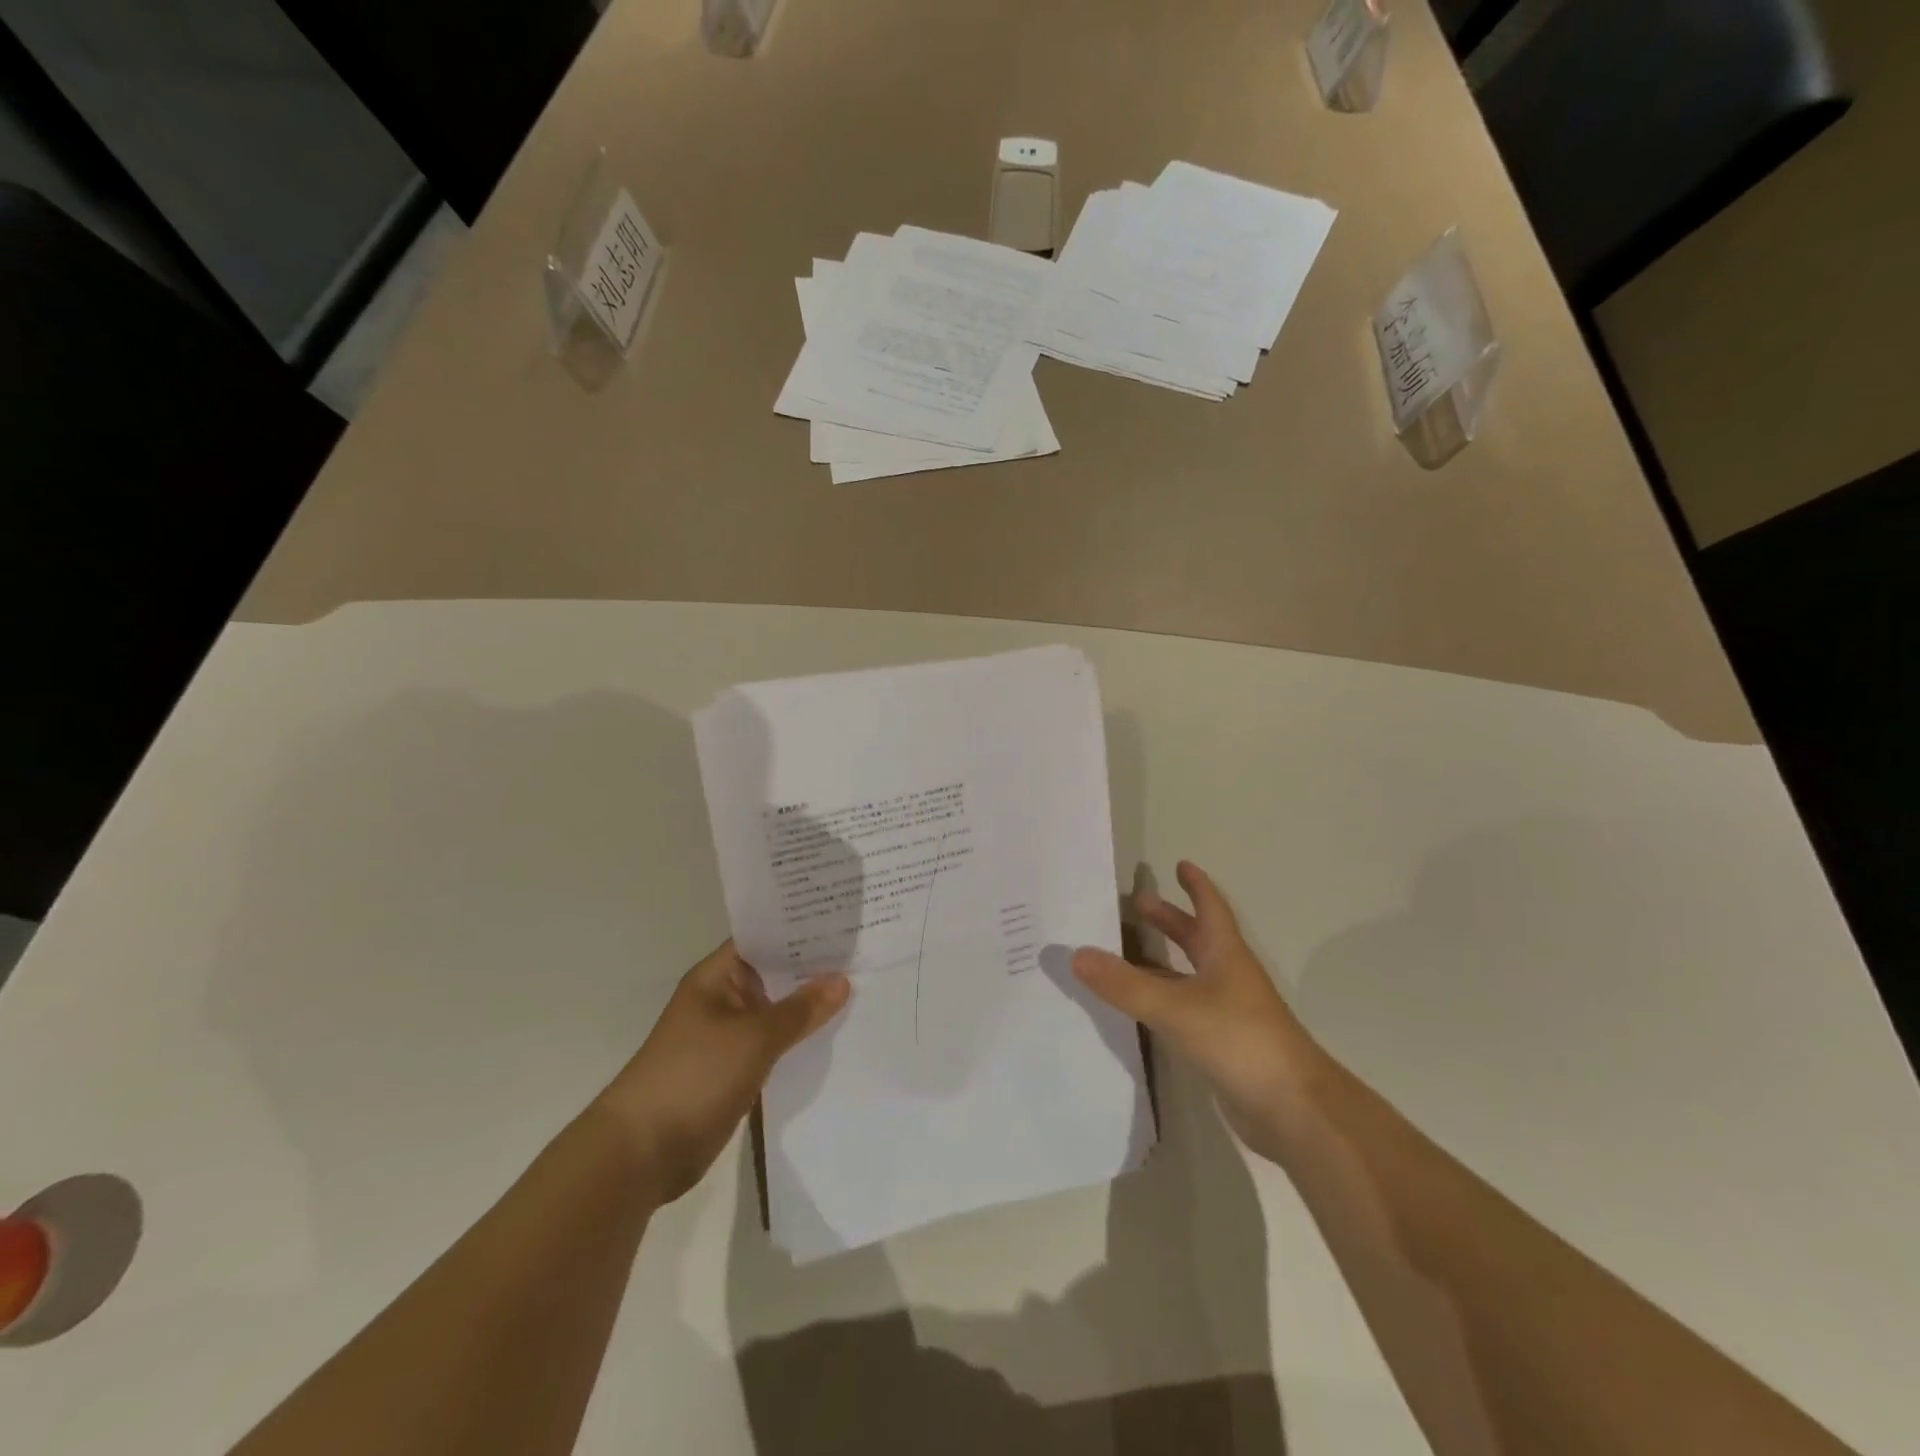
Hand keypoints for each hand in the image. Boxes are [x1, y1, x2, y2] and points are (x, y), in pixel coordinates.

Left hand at [597, 942, 848, 1205]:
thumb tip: (841, 979)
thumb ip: (800, 1009)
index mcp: (717, 977)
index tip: (842, 920)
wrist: (644, 1152)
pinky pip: (774, 1044)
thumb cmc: (695, 1075)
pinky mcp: (734, 1068)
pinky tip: (836, 1034)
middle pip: (774, 974)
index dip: (799, 928)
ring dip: (809, 1006)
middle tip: (864, 952)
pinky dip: (799, 1039)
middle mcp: (723, 999)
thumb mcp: (754, 1037)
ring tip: (862, 986)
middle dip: (813, 967)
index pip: (763, 938)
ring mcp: (728, 1035)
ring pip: (777, 1011)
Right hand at [1073, 862, 1320, 1161]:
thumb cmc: (1239, 1040)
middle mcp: (1229, 978)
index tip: (1180, 864)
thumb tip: (1077, 954)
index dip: (1197, 886)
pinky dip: (1164, 999)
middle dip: (1172, 920)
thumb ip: (1126, 984)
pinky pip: (1186, 1009)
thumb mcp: (1176, 1007)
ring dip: (1164, 960)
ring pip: (1191, 975)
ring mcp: (1229, 1013)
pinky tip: (1142, 1008)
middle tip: (1139, 904)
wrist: (1294, 1109)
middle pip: (1199, 939)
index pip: (1211, 909)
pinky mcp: (1224, 1045)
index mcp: (1226, 956)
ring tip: (1127, 954)